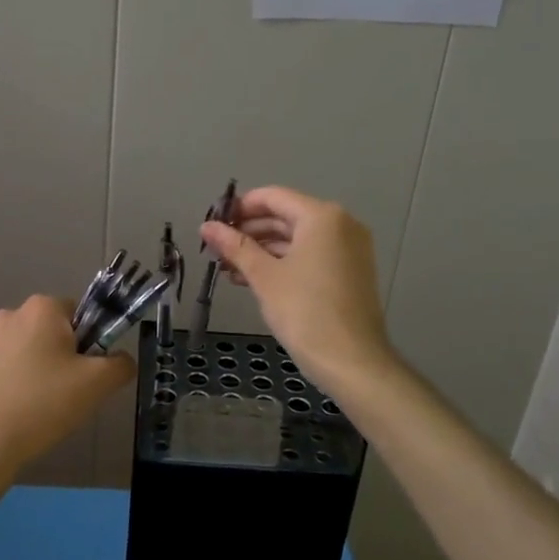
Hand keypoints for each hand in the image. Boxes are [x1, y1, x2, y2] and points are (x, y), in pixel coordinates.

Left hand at [0, 295, 134, 475]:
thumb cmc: (44, 404)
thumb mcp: (98, 384)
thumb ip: (121, 364)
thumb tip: (121, 360)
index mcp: (40, 309)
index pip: (77, 313)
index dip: (87, 342)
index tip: (84, 372)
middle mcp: (7, 315)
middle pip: (47, 331)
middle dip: (59, 355)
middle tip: (66, 391)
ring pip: (22, 350)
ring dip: (32, 369)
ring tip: (38, 406)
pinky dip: (8, 386)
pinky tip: (13, 413)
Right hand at [200, 186, 396, 390]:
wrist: (353, 362)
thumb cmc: (305, 312)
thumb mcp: (264, 276)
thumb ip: (235, 246)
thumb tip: (206, 226)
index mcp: (322, 217)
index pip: (273, 197)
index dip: (239, 207)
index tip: (213, 224)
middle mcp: (341, 225)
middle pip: (285, 216)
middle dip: (249, 231)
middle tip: (217, 248)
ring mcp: (349, 249)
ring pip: (297, 238)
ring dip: (262, 250)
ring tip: (229, 268)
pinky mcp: (350, 272)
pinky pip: (310, 255)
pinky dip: (283, 262)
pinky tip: (253, 279)